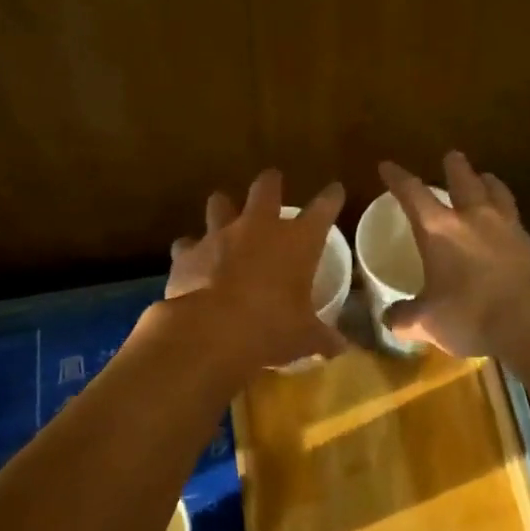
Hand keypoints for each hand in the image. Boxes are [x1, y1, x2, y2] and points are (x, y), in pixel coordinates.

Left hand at [166, 170, 347, 371]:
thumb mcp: (304, 337)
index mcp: (298, 242)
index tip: (335, 190)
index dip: (331, 198)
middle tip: (272, 181)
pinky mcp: (188, 252)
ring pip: (220, 203)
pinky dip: (191, 250)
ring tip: (224, 212)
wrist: (212, 331)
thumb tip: (341, 348)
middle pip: (266, 188)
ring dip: (223, 207)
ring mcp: (220, 235)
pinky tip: (192, 260)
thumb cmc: (271, 328)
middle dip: (271, 183)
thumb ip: (323, 337)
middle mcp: (259, 228)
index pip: (323, 209)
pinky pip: (187, 243)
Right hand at [379, 152, 529, 357]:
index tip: (387, 166)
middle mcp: (473, 218)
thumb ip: (405, 317)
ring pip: (497, 192)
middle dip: (455, 167)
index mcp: (439, 229)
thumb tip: (390, 318)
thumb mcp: (427, 322)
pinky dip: (507, 215)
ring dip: (488, 182)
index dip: (397, 179)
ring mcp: (507, 228)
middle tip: (452, 156)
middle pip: (464, 180)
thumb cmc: (471, 315)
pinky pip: (515, 219)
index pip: (413, 193)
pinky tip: (507, 224)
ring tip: (486, 178)